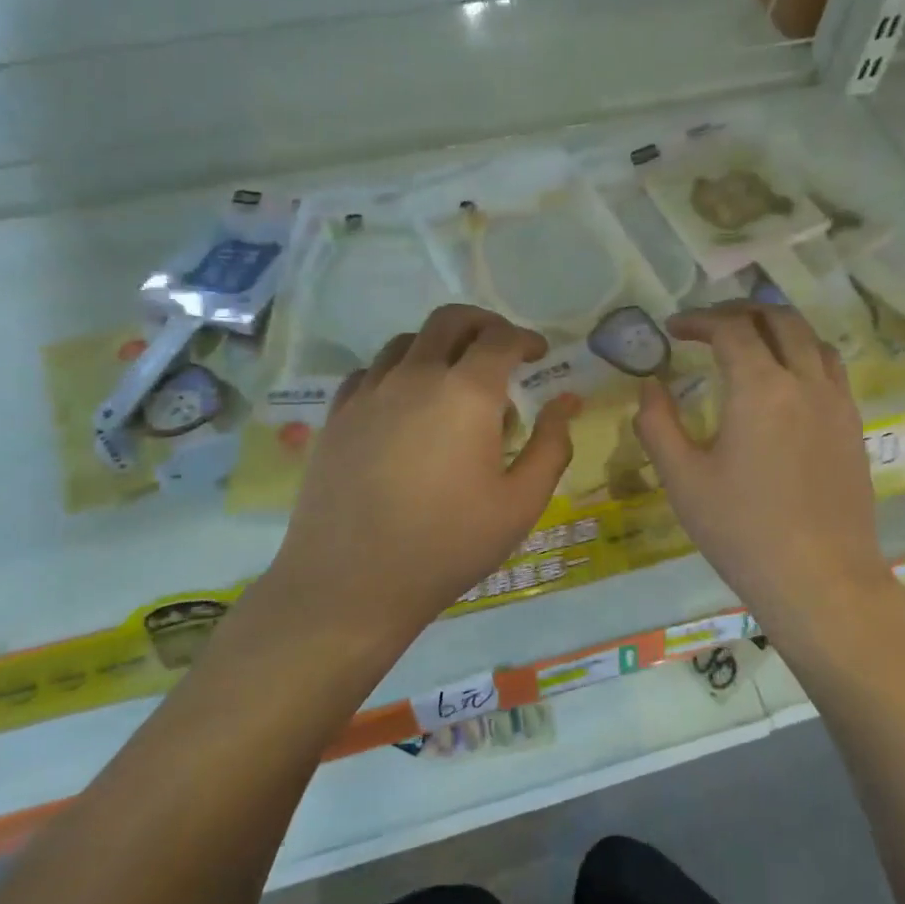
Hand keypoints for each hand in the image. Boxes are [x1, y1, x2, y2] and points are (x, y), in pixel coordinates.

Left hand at [260, 305, 576, 644]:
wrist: (351, 582)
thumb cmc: (448, 545)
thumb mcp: (520, 504)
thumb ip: (551, 446)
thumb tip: (566, 402)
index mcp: (466, 393)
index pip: (500, 339)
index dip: (525, 339)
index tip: (539, 354)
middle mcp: (414, 376)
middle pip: (449, 320)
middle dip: (482, 324)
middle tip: (500, 348)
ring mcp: (369, 393)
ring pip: (406, 341)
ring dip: (438, 346)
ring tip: (452, 380)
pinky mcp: (337, 416)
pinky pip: (371, 372)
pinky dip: (397, 371)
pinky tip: (404, 405)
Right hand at [634, 301, 891, 639]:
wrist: (820, 579)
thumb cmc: (742, 530)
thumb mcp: (683, 479)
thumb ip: (658, 424)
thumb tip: (650, 387)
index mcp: (761, 388)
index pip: (731, 329)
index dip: (699, 320)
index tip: (673, 329)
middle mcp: (806, 382)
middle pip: (779, 319)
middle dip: (740, 312)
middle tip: (709, 326)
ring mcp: (837, 403)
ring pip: (812, 339)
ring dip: (777, 328)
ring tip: (749, 343)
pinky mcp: (853, 427)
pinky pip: (830, 369)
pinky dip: (802, 355)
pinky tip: (784, 383)